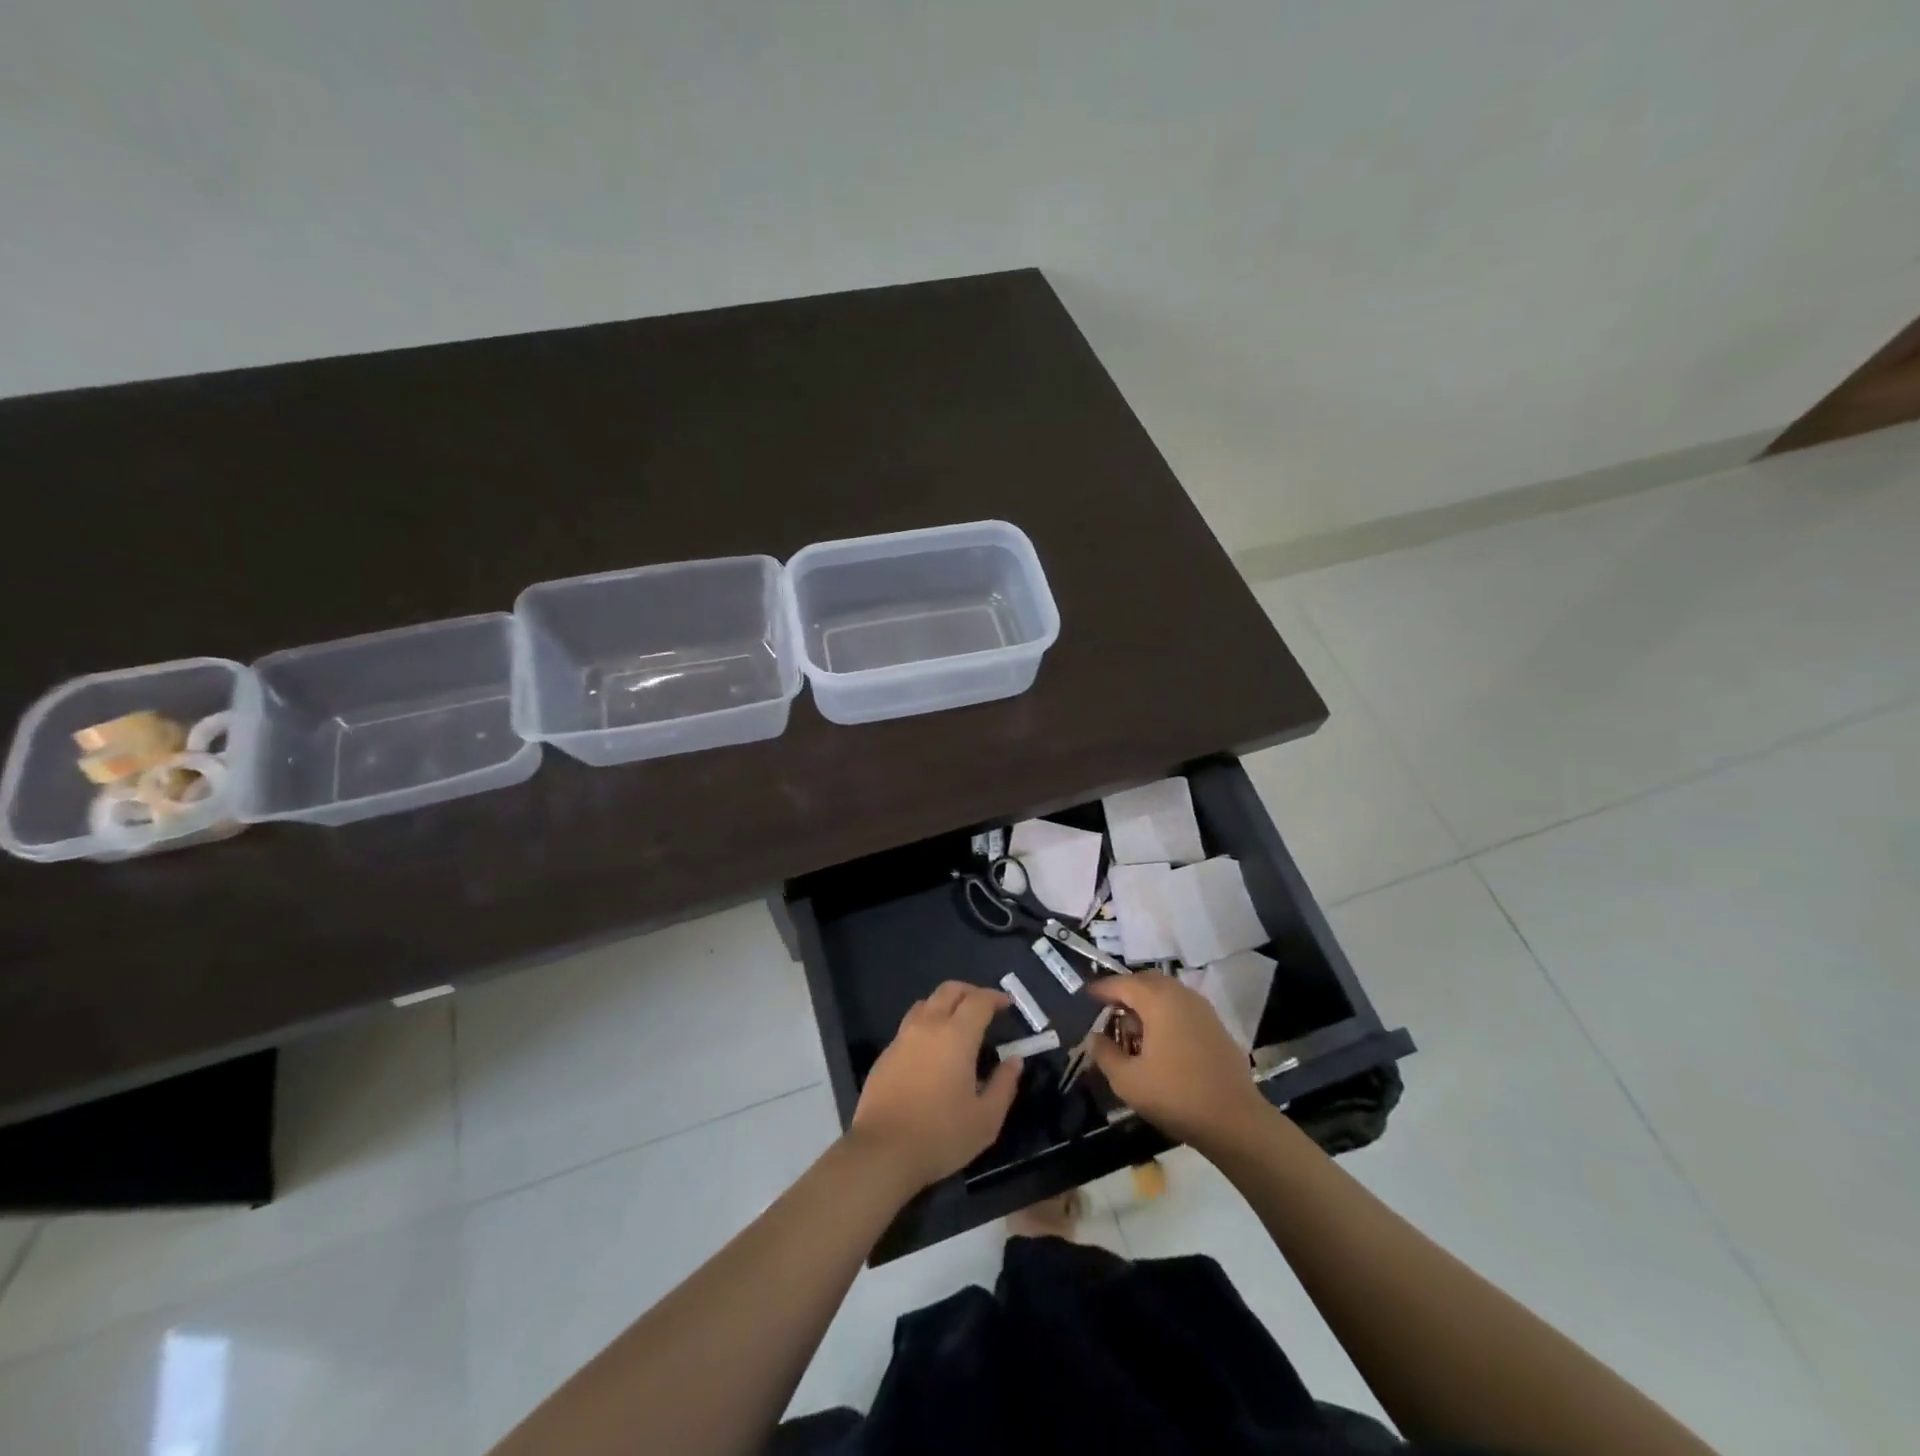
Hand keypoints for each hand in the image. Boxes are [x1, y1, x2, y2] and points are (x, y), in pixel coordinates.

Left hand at [848, 981, 1022, 1190]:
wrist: (883, 1151)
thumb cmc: (941, 1135)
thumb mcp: (986, 1119)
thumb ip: (1004, 1084)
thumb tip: (1014, 1060)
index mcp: (956, 1035)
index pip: (978, 1000)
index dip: (994, 997)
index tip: (1006, 1005)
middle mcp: (928, 1026)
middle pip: (949, 990)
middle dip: (970, 991)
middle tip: (984, 1006)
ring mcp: (902, 1037)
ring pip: (926, 1003)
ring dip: (945, 1004)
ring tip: (957, 1024)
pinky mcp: (885, 1054)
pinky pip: (909, 1025)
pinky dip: (926, 1025)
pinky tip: (932, 1050)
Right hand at [1088, 973, 1271, 1151]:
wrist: (1235, 1121)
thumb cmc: (1176, 1096)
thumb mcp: (1128, 1081)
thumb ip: (1105, 1054)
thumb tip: (1094, 1037)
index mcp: (1158, 1000)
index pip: (1122, 983)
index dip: (1101, 989)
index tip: (1086, 996)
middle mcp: (1181, 995)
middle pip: (1146, 982)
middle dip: (1125, 991)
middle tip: (1108, 1009)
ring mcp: (1203, 1009)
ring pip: (1167, 993)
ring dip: (1146, 1002)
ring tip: (1132, 1027)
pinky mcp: (1216, 1026)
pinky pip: (1183, 1007)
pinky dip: (1166, 1013)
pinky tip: (1160, 1040)